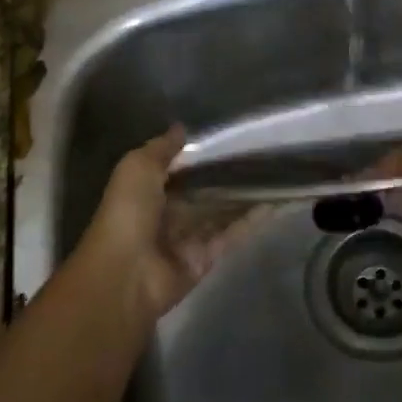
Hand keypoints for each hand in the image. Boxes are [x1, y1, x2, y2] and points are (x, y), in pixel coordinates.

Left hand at [73, 127, 260, 321]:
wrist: (126, 274)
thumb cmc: (128, 214)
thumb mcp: (137, 168)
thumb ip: (161, 148)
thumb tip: (182, 127)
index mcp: (147, 191)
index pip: (179, 169)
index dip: (200, 155)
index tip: (230, 136)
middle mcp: (168, 213)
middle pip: (203, 190)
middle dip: (226, 175)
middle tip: (260, 153)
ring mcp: (188, 237)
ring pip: (221, 211)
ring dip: (244, 196)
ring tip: (274, 173)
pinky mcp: (206, 257)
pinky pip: (232, 234)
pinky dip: (252, 220)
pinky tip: (275, 202)